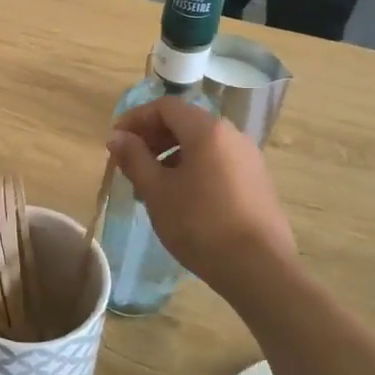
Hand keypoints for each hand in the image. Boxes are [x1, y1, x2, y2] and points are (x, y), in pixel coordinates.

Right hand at [107, 97, 294, 287]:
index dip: (136, 118)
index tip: (116, 141)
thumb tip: (117, 137)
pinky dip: (192, 168)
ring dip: (171, 155)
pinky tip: (180, 198)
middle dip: (153, 137)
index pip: (166, 107)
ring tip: (151, 184)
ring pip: (202, 144)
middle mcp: (232, 135)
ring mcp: (249, 158)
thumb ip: (134, 158)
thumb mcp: (157, 191)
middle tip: (129, 162)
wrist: (258, 268)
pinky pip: (217, 162)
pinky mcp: (257, 181)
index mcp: (207, 130)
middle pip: (185, 122)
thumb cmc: (199, 224)